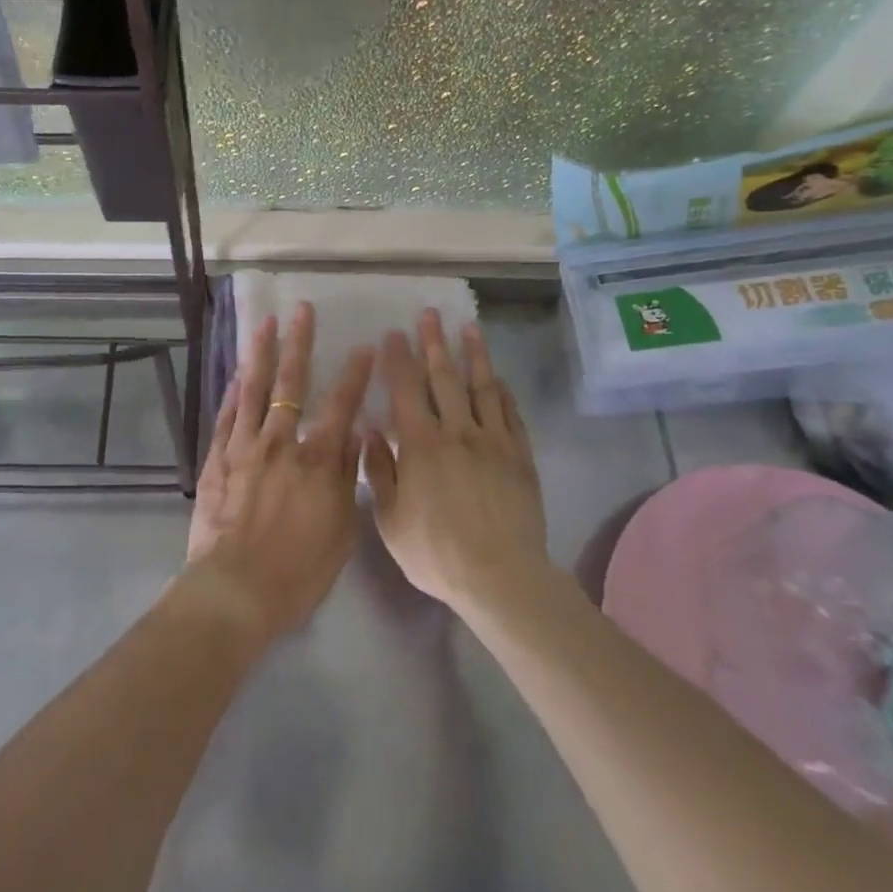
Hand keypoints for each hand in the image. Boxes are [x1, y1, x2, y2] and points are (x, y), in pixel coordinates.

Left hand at [183, 303, 374, 644]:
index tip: (365, 346)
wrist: (236, 590)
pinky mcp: (217, 460)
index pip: (341, 406)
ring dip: (260, 353)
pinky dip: (232, 392)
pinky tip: (237, 373)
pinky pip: (226, 416)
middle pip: (291, 384)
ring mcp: (244, 447)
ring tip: (264, 322)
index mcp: (317, 461)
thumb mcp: (341, 530)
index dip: (355, 374)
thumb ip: (348, 478)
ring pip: (253, 390)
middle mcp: (280, 443)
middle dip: (299, 343)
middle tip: (302, 310)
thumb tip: (358, 435)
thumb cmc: (298, 570)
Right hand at [365, 311, 547, 613]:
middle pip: (444, 378)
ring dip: (473, 355)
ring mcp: (493, 442)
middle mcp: (457, 432)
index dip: (398, 360)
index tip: (393, 334)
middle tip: (430, 314)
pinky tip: (497, 378)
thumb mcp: (390, 518)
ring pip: (482, 388)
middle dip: (434, 344)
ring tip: (469, 328)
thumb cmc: (436, 552)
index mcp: (420, 445)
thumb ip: (379, 471)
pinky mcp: (520, 457)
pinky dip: (502, 392)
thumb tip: (372, 430)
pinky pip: (510, 414)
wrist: (500, 577)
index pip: (406, 390)